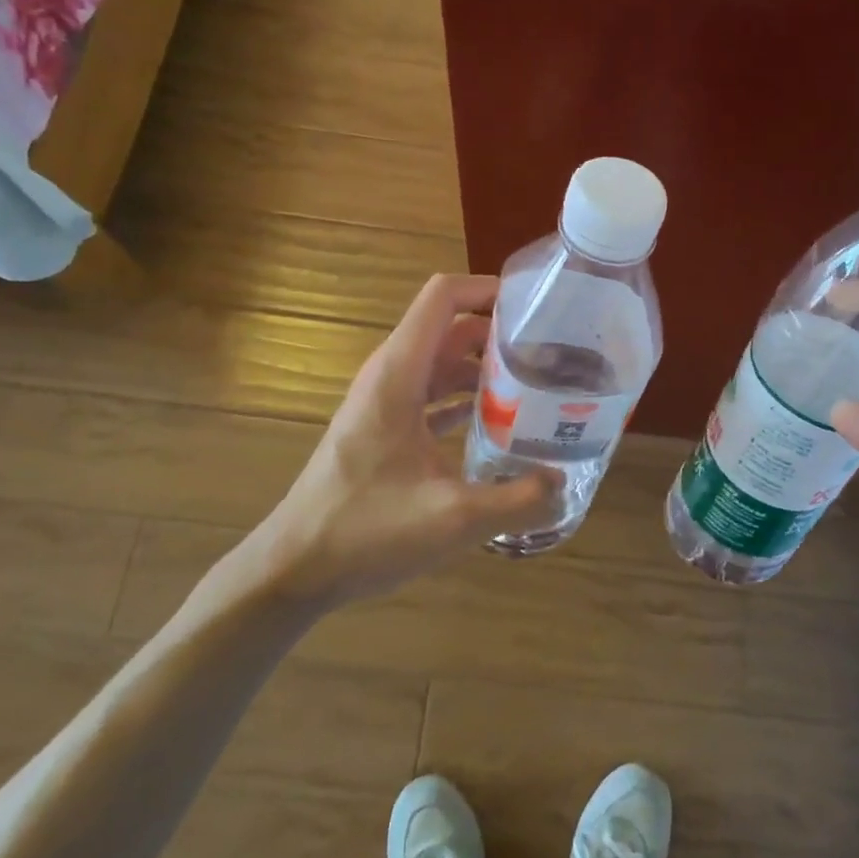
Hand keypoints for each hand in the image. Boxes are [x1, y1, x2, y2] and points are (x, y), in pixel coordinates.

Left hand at [215, 274, 559, 611]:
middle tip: (552, 353)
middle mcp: (390, 376)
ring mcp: (385, 403)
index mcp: (399, 374)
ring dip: (485, 368)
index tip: (537, 307)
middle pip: (450, 328)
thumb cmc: (366, 532)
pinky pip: (432, 396)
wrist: (295, 568)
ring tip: (537, 386)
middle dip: (499, 333)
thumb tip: (563, 483)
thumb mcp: (453, 520)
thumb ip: (517, 500)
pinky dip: (466, 398)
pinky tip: (501, 424)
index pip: (443, 297)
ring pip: (442, 364)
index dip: (488, 289)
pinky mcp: (385, 430)